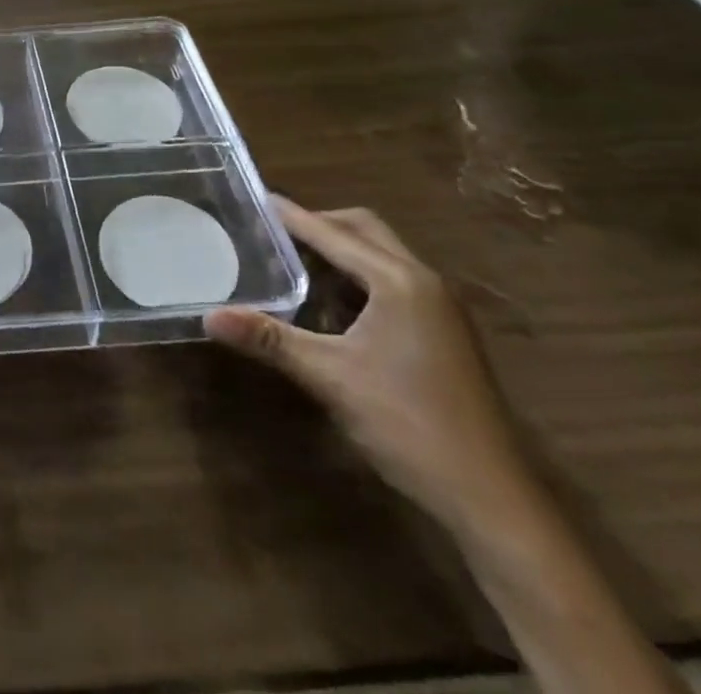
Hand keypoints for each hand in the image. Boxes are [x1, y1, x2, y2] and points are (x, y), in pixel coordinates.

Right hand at [204, 197, 529, 532]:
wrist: (492, 500)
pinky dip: (359, 277)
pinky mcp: (445, 334)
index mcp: (399, 281)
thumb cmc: (408, 424)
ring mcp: (441, 309)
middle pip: (364, 230)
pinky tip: (331, 306)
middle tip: (272, 232)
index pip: (333, 233)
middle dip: (319, 224)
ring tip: (293, 262)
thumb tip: (208, 316)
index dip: (291, 216)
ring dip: (340, 251)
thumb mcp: (328, 377)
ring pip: (382, 256)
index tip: (253, 199)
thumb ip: (268, 339)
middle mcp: (425, 282)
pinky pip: (394, 282)